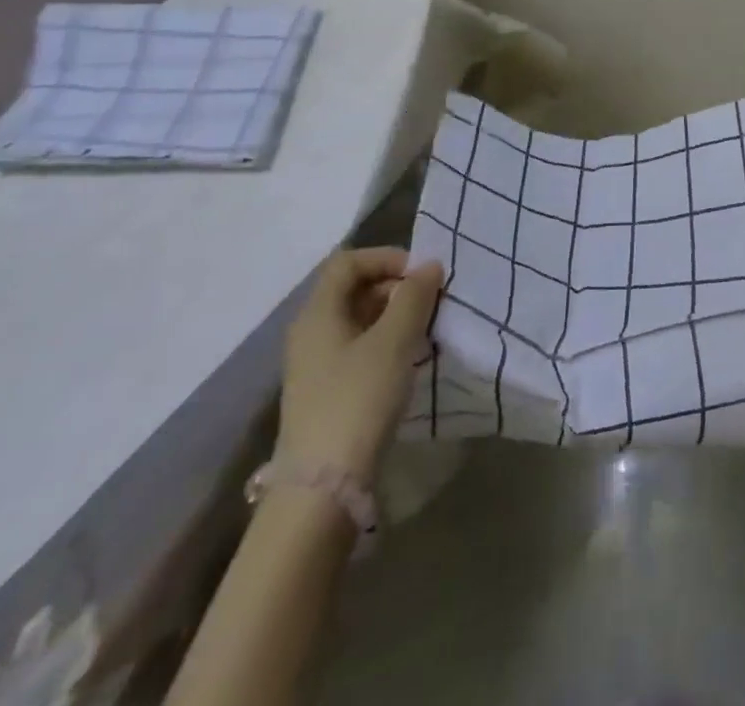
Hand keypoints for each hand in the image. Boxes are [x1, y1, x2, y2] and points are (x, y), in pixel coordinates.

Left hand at [276, 248, 443, 485]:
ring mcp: (317, 365)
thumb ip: (414, 297)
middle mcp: (311, 333)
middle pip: (354, 289)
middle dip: (397, 287)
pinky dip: (388, 343)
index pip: (348, 262)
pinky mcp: (328, 392)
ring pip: (360, 320)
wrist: (323, 488)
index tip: (423, 275)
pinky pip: (360, 349)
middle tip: (433, 303)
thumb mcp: (394, 341)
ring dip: (396, 316)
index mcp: (318, 313)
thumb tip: (430, 265)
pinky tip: (412, 360)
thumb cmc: (358, 399)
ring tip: (429, 331)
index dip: (387, 258)